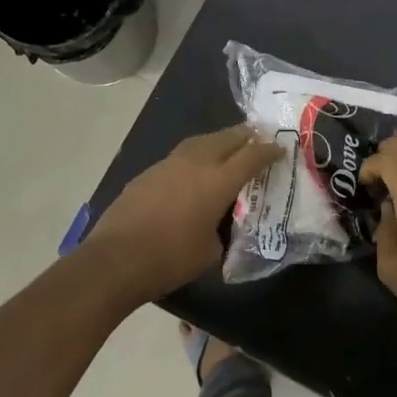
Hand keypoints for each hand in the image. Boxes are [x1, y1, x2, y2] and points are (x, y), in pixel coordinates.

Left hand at [87, 125, 279, 303]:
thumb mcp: (211, 252)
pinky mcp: (148, 173)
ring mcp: (168, 164)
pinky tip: (195, 169)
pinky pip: (180, 156)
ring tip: (229, 146)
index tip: (281, 149)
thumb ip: (223, 232)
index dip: (269, 151)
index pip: (252, 156)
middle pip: (227, 138)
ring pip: (201, 142)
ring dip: (219, 141)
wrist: (116, 260)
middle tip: (258, 138)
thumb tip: (221, 226)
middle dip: (246, 136)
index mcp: (218, 181)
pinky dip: (195, 156)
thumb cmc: (170, 259)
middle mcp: (195, 163)